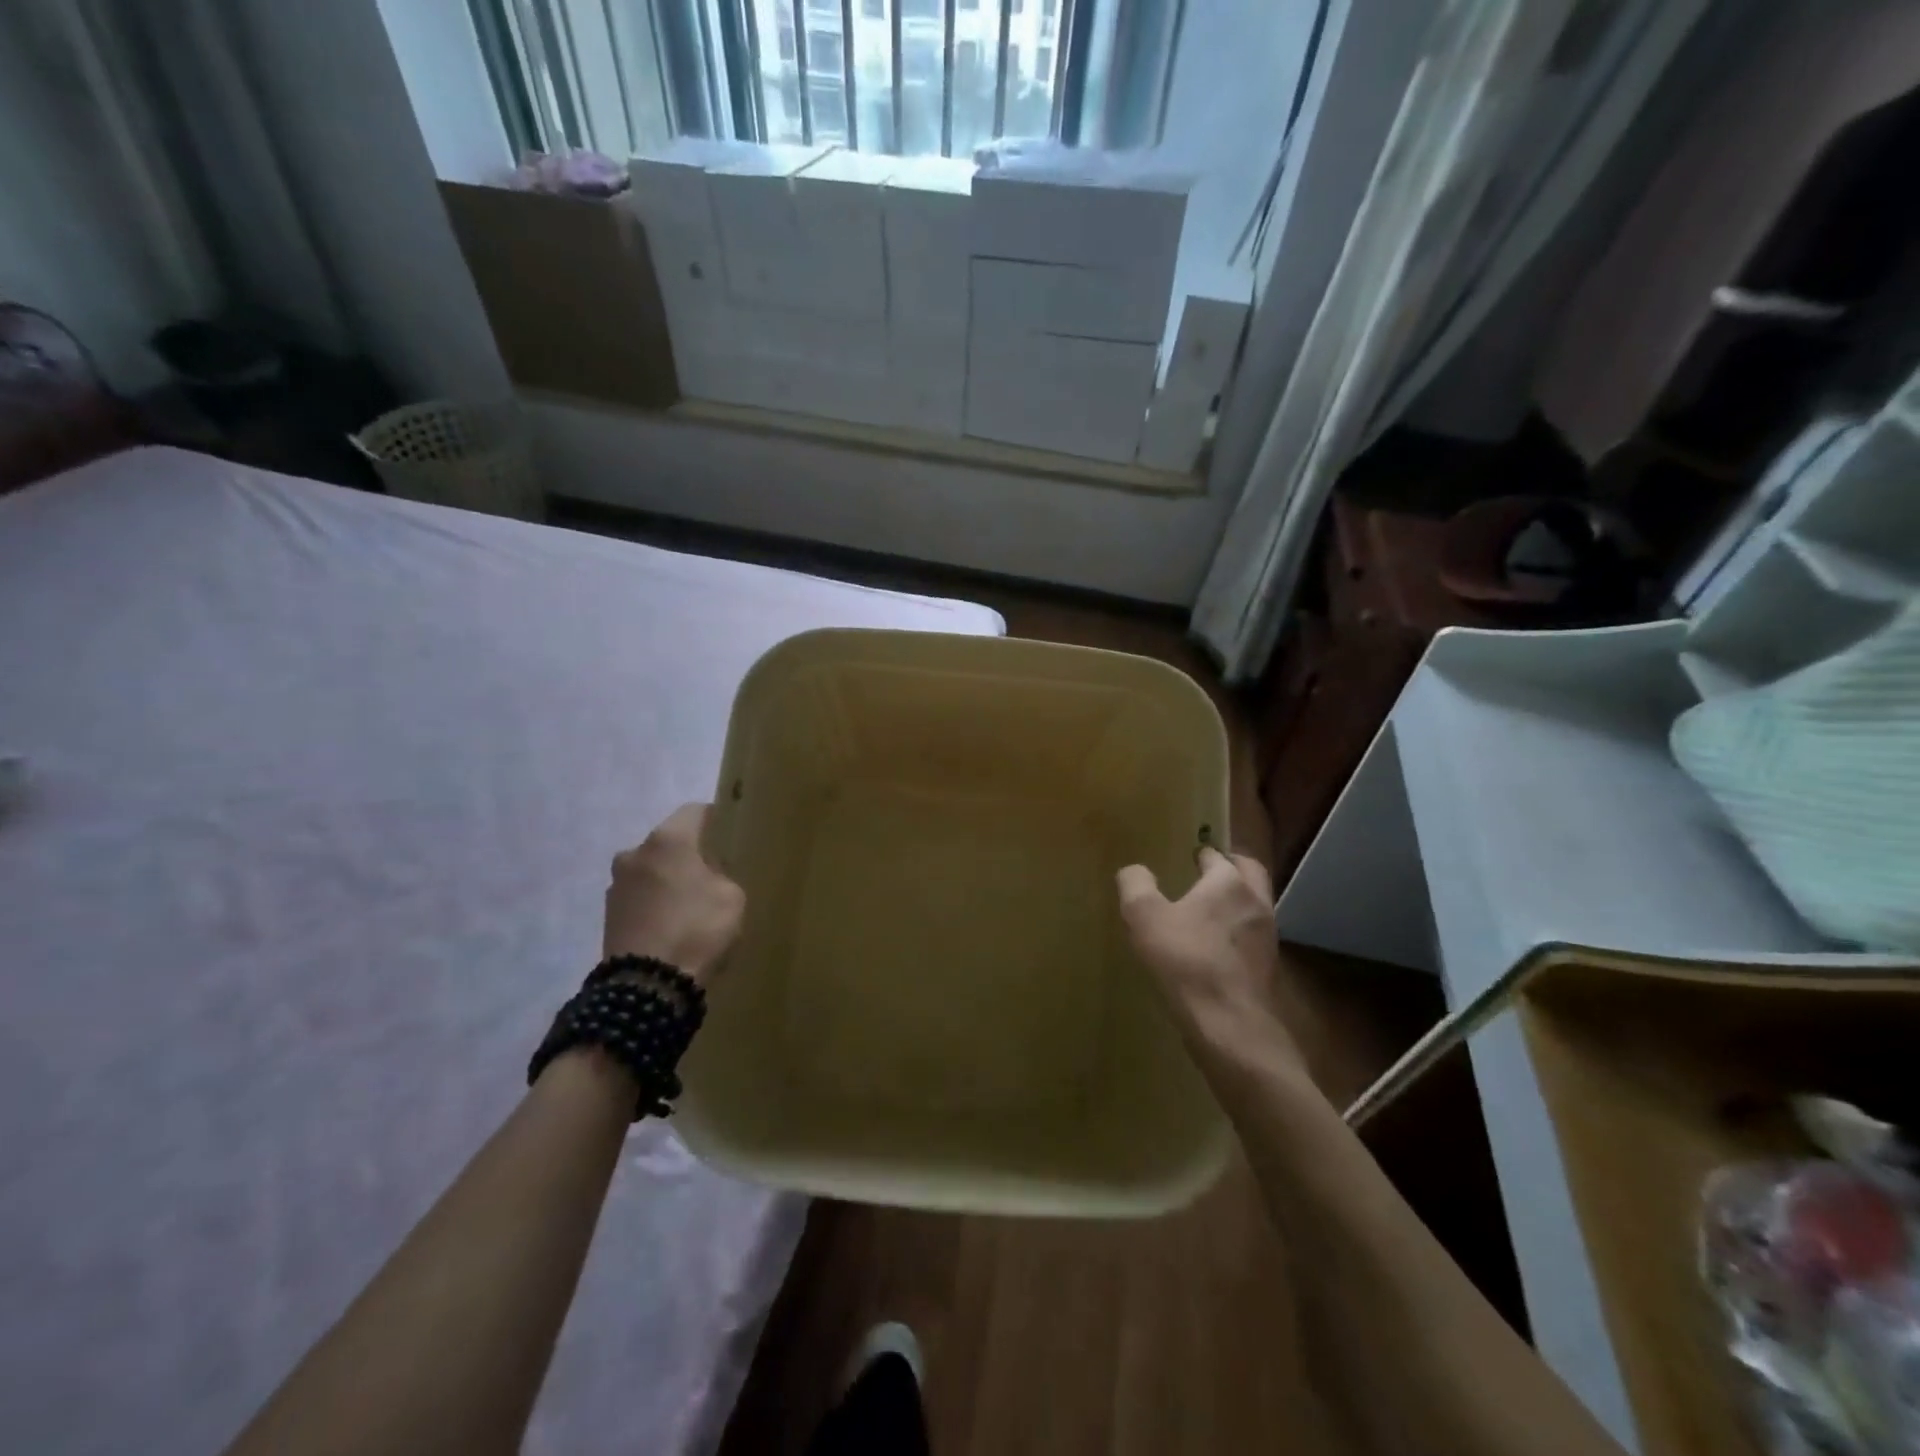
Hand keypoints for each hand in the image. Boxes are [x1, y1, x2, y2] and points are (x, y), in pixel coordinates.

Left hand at [603, 804, 744, 985]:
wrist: (648, 986)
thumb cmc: (697, 929)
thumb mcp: (732, 897)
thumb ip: (721, 875)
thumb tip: (706, 875)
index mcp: (668, 840)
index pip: (695, 811)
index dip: (715, 820)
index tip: (730, 836)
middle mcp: (635, 853)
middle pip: (669, 843)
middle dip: (689, 855)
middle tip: (712, 876)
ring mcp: (617, 885)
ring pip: (652, 871)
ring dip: (668, 881)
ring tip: (690, 907)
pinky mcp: (608, 915)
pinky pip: (640, 898)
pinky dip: (655, 905)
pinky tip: (672, 926)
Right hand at [1117, 849, 1301, 1061]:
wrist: (1230, 1025)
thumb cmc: (1186, 961)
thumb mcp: (1144, 917)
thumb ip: (1135, 885)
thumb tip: (1134, 870)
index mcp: (1228, 882)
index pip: (1217, 856)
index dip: (1202, 854)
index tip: (1188, 857)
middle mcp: (1256, 902)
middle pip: (1250, 873)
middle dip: (1231, 867)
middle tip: (1208, 872)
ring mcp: (1268, 937)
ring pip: (1255, 905)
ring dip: (1237, 901)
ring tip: (1209, 911)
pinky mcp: (1269, 968)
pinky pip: (1253, 937)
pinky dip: (1239, 932)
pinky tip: (1217, 948)